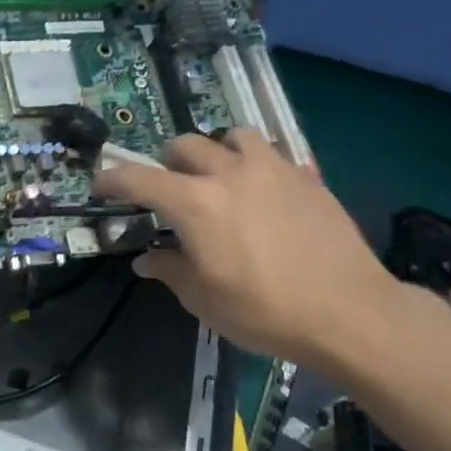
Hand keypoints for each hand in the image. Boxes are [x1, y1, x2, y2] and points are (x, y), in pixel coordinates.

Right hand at [93, 131, 398, 362]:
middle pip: (184, 146)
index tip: (101, 187)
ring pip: (233, 136)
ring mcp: (272, 170)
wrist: (350, 313)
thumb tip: (147, 258)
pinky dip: (257, 165)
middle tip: (169, 191)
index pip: (137, 178)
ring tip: (220, 178)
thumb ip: (169, 269)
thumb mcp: (202, 298)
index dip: (112, 180)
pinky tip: (264, 192)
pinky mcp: (307, 177)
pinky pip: (273, 154)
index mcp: (194, 203)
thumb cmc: (264, 310)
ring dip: (217, 152)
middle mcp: (228, 173)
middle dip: (167, 164)